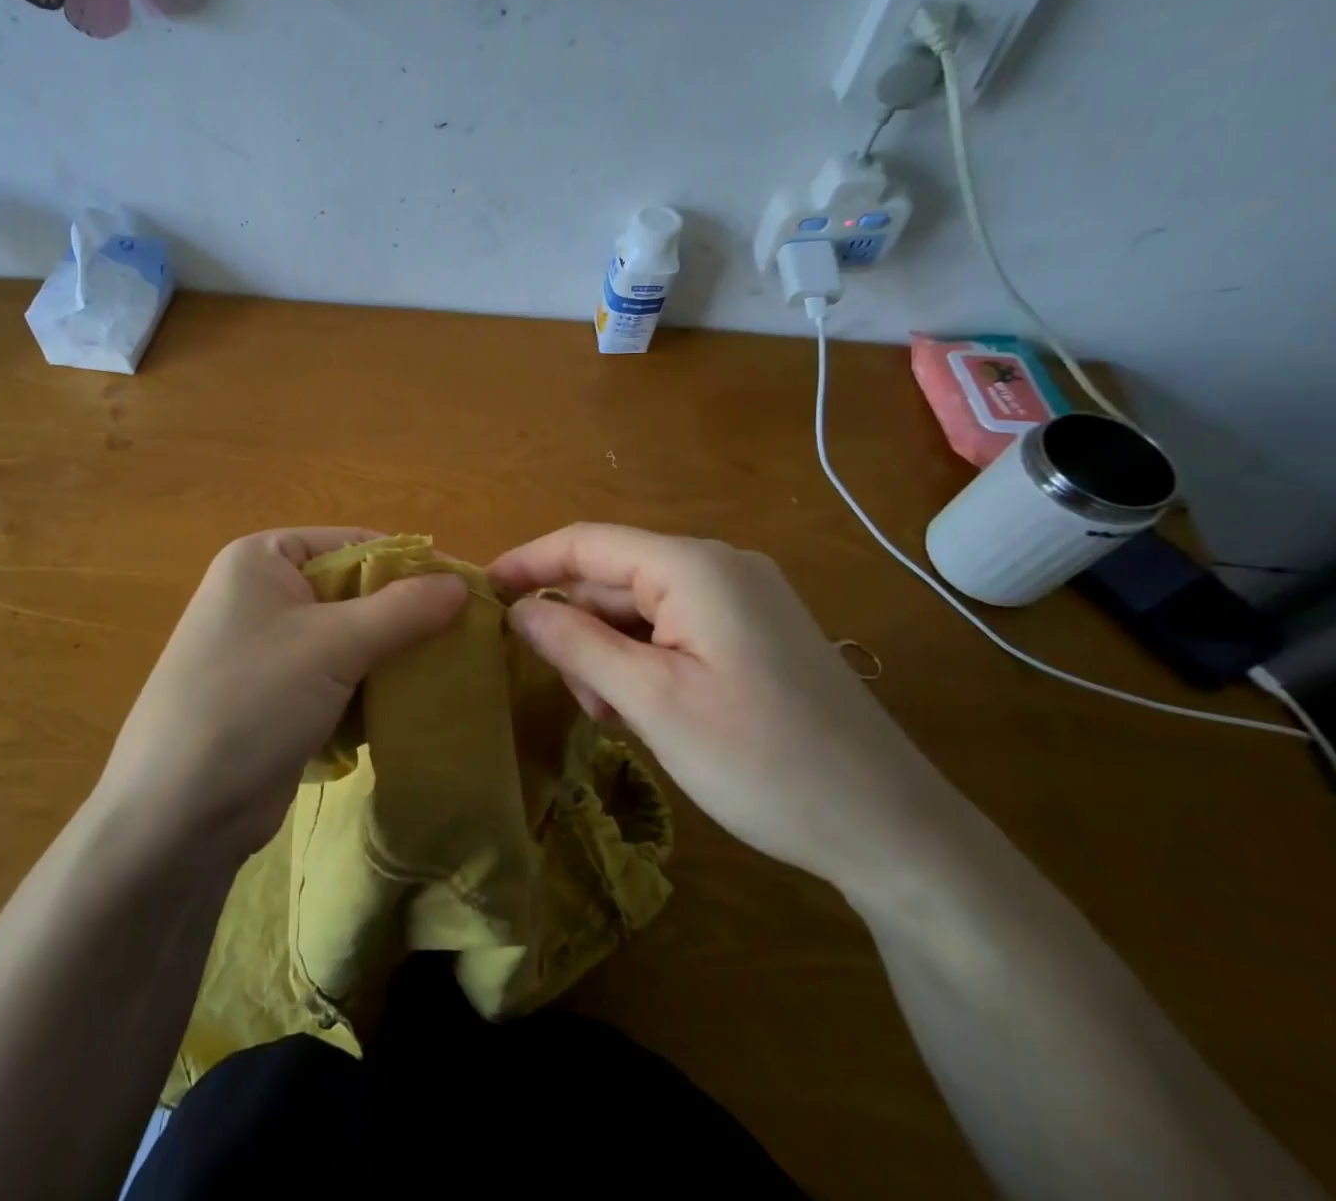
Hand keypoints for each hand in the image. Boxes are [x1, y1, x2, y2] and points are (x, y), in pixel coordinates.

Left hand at [96, 529, 467, 860]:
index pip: (353, 543)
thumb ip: (402, 609)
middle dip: (402, 619)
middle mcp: (262, 594)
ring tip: (444, 676)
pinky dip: (367, 691)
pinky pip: (336, 678)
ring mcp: (267, 648)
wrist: (177, 814)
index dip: (409, 566)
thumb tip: (462, 582)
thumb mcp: (333, 644)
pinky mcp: (276, 696)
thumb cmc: (251, 700)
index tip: (465, 593)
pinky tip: (402, 711)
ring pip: (349, 639)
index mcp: (262, 559)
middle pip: (353, 591)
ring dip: (390, 660)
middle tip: (463, 640)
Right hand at [490, 524, 971, 902]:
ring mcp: (743, 601)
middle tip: (569, 693)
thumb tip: (519, 608)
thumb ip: (577, 644)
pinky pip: (674, 631)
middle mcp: (719, 568)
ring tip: (614, 717)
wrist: (892, 831)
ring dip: (610, 654)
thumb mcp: (651, 702)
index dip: (529, 561)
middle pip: (614, 579)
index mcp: (694, 568)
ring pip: (641, 610)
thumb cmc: (762, 760)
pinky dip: (644, 664)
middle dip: (578, 629)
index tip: (482, 590)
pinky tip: (646, 713)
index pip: (588, 542)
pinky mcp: (755, 635)